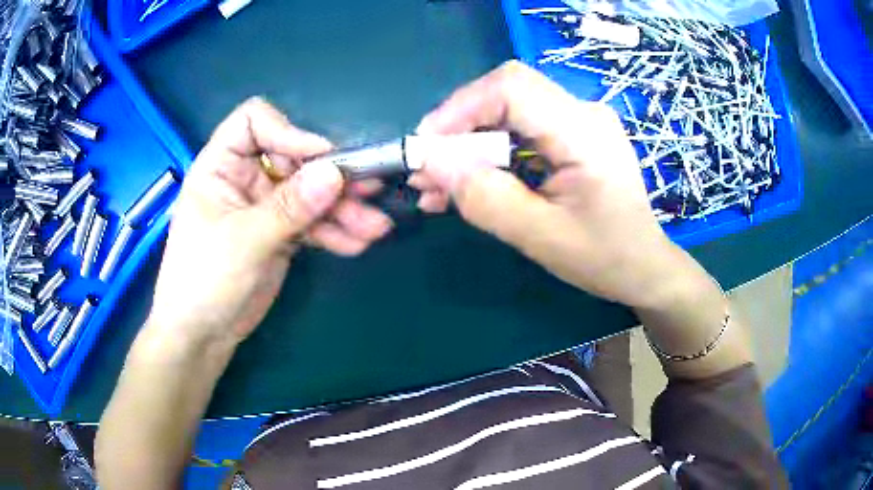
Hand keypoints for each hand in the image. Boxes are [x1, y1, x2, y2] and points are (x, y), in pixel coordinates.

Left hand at [148, 98, 392, 346]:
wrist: (202, 335)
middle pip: (294, 159)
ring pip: (309, 193)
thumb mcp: (244, 241)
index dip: (288, 131)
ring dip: (342, 209)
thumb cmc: (204, 281)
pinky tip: (358, 243)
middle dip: (331, 177)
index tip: (320, 159)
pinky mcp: (280, 233)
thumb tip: (335, 173)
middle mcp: (244, 178)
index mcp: (221, 166)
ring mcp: (265, 206)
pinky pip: (312, 223)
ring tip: (375, 227)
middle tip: (369, 191)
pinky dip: (334, 232)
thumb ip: (289, 207)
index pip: (254, 122)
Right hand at [410, 61, 691, 308]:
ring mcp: (579, 121)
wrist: (644, 266)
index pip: (512, 87)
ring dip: (469, 143)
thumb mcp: (541, 237)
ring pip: (507, 110)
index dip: (460, 108)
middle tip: (429, 169)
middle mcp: (583, 113)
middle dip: (459, 127)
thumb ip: (486, 199)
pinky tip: (468, 181)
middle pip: (505, 93)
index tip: (427, 147)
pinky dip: (489, 152)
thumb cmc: (605, 257)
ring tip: (438, 184)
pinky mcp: (571, 135)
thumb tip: (431, 165)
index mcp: (584, 131)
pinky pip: (520, 129)